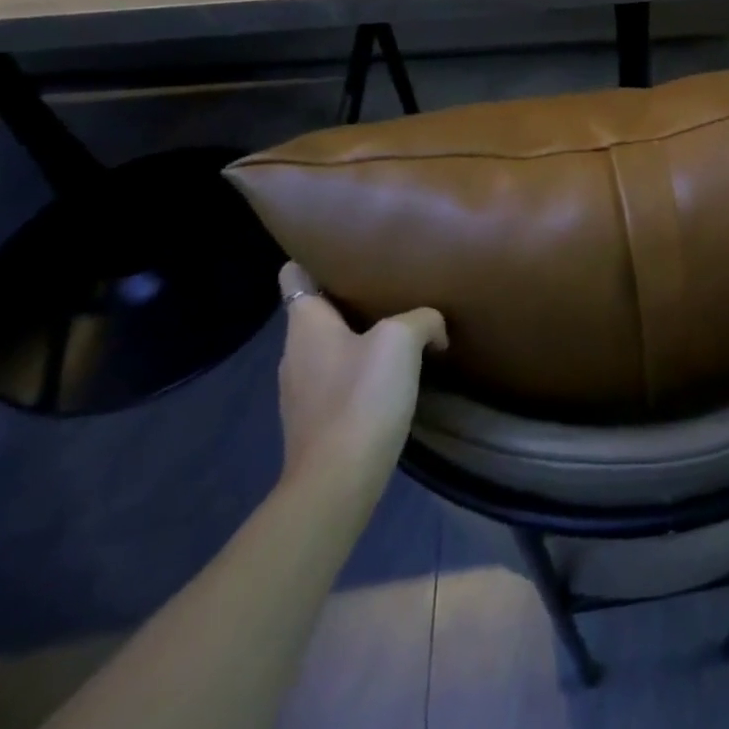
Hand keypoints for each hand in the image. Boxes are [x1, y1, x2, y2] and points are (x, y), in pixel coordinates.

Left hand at [276, 262, 446, 490]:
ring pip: (331, 345)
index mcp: (305, 325)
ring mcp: (303, 389)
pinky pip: (340, 377)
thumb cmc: (362, 397)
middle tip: (391, 282)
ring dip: (359, 334)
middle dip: (349, 295)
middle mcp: (295, 353)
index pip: (295, 275)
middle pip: (318, 310)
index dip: (315, 257)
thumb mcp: (401, 340)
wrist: (338, 481)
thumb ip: (422, 319)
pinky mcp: (318, 419)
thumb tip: (433, 330)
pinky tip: (394, 373)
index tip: (347, 248)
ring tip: (400, 324)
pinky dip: (362, 368)